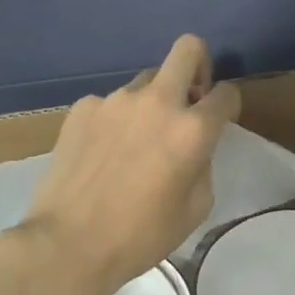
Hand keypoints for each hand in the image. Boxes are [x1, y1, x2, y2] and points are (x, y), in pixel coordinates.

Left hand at [19, 34, 240, 294]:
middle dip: (198, 66)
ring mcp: (116, 100)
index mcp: (191, 129)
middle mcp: (157, 102)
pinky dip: (116, 120)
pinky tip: (102, 152)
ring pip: (146, 81)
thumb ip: (203, 164)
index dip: (228, 105)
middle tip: (189, 98)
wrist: (67, 245)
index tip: (218, 120)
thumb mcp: (194, 209)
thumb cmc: (139, 236)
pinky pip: (111, 103)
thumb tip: (195, 146)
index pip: (226, 93)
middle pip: (188, 49)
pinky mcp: (83, 107)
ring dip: (152, 102)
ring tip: (135, 141)